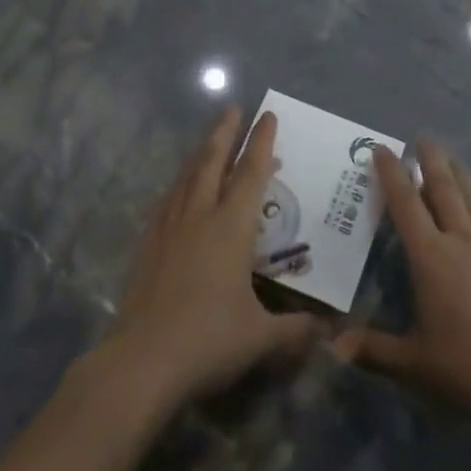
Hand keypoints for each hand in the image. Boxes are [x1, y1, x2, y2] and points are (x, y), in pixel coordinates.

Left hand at [101, 107, 323, 413]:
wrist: (141, 362)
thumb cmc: (209, 341)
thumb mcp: (261, 338)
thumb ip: (296, 330)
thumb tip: (329, 331)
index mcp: (231, 228)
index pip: (252, 173)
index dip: (262, 142)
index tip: (268, 115)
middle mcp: (200, 217)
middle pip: (213, 162)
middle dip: (226, 133)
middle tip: (233, 109)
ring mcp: (169, 229)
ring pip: (187, 178)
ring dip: (201, 154)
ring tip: (209, 141)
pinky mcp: (148, 246)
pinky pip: (167, 202)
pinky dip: (179, 186)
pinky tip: (179, 190)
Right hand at [336, 142, 470, 428]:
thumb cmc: (466, 366)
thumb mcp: (412, 363)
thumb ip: (372, 350)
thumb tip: (333, 346)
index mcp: (431, 258)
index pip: (406, 205)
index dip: (392, 174)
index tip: (382, 149)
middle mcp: (462, 241)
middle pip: (444, 190)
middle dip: (431, 162)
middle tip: (423, 139)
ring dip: (461, 176)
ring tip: (452, 159)